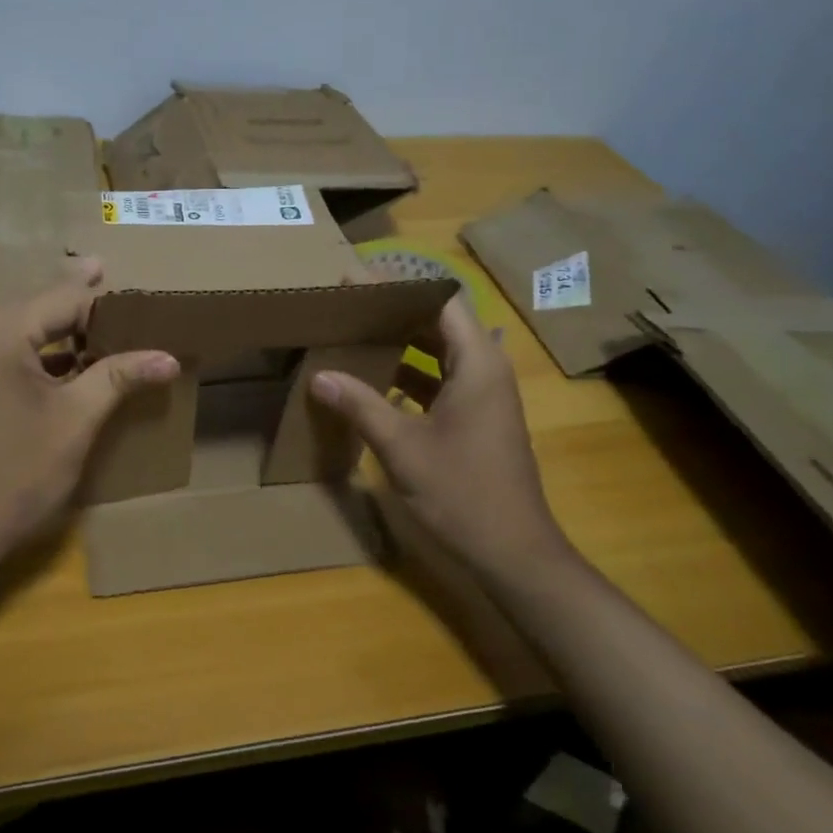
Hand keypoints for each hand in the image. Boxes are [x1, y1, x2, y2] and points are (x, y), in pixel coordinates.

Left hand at [0, 260, 178, 566]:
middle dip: (74, 304)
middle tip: (106, 274)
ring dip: (49, 329)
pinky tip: (53, 361)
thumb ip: (119, 376)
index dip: (104, 301)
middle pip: (33, 307)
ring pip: (11, 329)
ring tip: (89, 322)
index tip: (135, 297)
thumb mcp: (75, 421)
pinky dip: (24, 351)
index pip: (63, 298)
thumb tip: (169, 358)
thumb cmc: (15, 474)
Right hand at [311, 298, 568, 568]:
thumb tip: (319, 375)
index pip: (440, 300)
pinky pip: (441, 379)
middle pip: (440, 322)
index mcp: (477, 363)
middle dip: (394, 311)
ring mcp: (484, 396)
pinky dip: (410, 374)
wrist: (513, 552)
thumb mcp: (402, 447)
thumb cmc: (462, 492)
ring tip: (355, 334)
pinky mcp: (477, 419)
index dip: (399, 285)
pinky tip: (374, 381)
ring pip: (439, 352)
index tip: (356, 280)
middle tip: (348, 305)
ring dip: (401, 343)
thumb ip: (360, 405)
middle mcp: (486, 369)